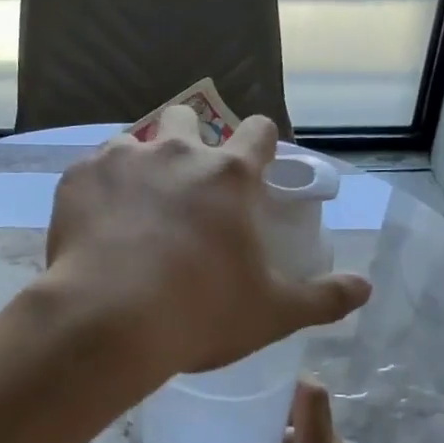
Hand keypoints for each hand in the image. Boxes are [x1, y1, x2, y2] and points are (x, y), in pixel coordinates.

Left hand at [42, 107, 370, 379]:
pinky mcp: (78, 178)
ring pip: (136, 143)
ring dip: (141, 166)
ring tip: (135, 212)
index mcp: (229, 175)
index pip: (259, 132)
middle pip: (189, 120)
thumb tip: (366, 287)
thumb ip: (324, 297)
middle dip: (191, 143)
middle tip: (185, 190)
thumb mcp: (273, 312)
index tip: (256, 164)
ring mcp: (122, 160)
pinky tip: (97, 225)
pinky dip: (99, 190)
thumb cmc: (200, 314)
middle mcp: (177, 153)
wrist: (108, 322)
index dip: (261, 143)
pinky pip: (92, 170)